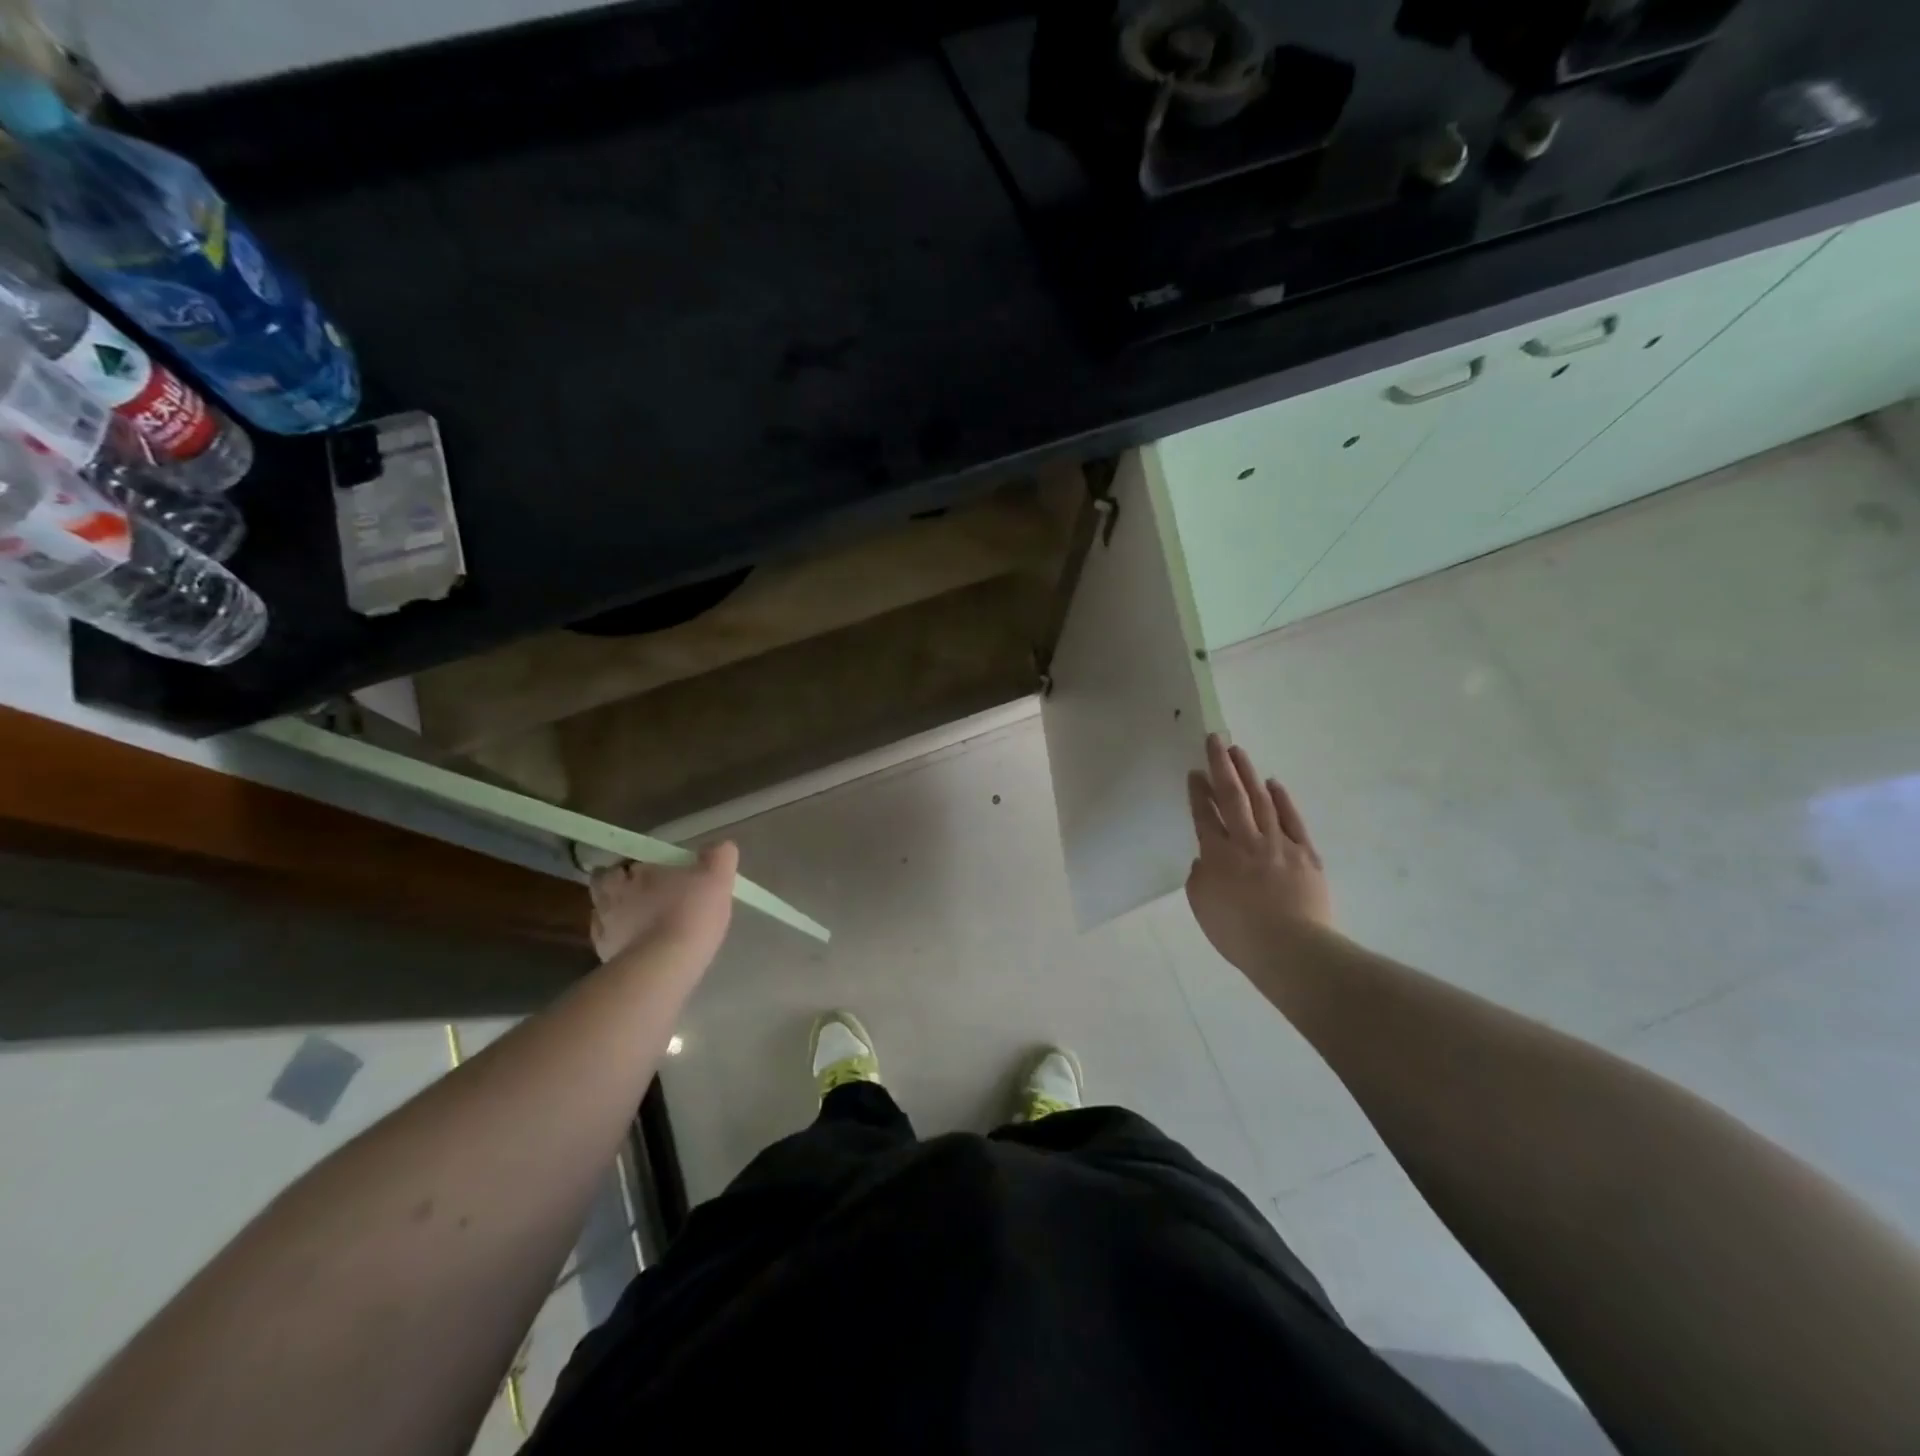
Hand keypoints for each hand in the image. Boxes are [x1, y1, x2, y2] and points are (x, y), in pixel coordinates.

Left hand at [589, 842, 737, 967]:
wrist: (664, 966)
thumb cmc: (690, 913)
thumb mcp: (717, 878)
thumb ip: (719, 857)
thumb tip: (721, 846)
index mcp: (637, 872)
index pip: (627, 862)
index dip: (637, 867)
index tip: (651, 873)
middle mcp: (612, 896)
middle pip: (604, 886)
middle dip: (618, 887)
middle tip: (639, 894)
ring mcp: (604, 928)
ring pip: (602, 915)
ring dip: (616, 915)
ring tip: (638, 924)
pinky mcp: (604, 957)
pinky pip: (608, 943)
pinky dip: (618, 942)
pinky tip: (637, 947)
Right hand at [1186, 734, 1333, 974]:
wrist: (1291, 949)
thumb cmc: (1239, 934)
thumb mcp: (1203, 907)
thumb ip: (1200, 877)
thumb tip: (1207, 860)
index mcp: (1217, 855)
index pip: (1204, 815)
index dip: (1198, 792)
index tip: (1194, 771)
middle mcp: (1246, 841)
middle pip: (1231, 796)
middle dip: (1221, 766)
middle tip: (1215, 739)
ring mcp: (1279, 844)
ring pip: (1260, 800)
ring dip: (1248, 773)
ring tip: (1238, 751)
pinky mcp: (1306, 853)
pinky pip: (1291, 819)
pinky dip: (1281, 799)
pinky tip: (1273, 783)